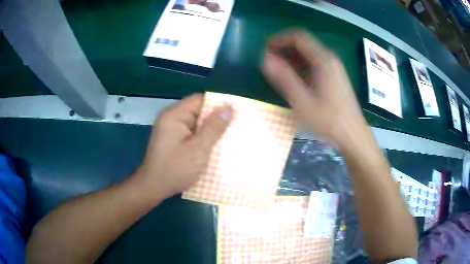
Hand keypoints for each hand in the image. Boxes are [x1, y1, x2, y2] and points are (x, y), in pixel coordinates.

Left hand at [134, 94, 232, 199]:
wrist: (154, 188)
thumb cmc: (175, 169)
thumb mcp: (198, 149)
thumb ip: (214, 128)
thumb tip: (228, 108)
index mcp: (174, 115)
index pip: (199, 100)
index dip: (217, 105)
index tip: (235, 113)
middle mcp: (171, 119)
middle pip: (197, 111)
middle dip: (215, 119)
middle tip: (235, 126)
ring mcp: (171, 130)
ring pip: (195, 124)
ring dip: (210, 130)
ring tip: (229, 136)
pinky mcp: (173, 141)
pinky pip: (191, 134)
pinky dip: (202, 138)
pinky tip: (214, 146)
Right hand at [262, 30, 370, 150]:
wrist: (353, 134)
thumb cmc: (329, 120)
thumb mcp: (303, 102)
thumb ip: (284, 79)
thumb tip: (265, 60)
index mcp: (323, 61)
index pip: (298, 37)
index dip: (280, 39)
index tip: (266, 49)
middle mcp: (330, 59)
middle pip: (304, 43)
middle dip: (284, 48)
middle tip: (269, 61)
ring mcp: (335, 67)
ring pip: (309, 53)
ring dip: (292, 57)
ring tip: (278, 70)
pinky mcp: (335, 76)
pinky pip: (315, 62)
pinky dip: (301, 65)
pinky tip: (294, 79)